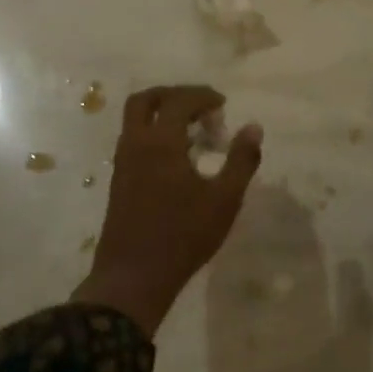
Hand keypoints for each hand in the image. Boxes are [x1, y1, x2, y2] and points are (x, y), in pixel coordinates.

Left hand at [74, 85, 263, 335]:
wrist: (133, 276)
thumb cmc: (183, 236)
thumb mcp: (224, 200)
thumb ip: (241, 160)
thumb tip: (254, 127)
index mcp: (160, 142)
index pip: (178, 101)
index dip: (202, 96)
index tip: (223, 104)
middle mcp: (135, 144)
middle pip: (145, 100)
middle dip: (173, 95)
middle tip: (200, 107)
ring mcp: (122, 163)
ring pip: (135, 121)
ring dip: (162, 115)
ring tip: (194, 134)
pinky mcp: (119, 181)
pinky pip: (134, 141)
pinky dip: (154, 135)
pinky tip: (177, 158)